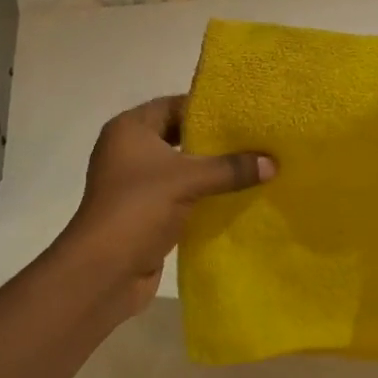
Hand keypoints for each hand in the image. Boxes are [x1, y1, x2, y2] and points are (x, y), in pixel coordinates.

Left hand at [60, 95, 273, 314]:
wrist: (104, 272)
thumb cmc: (139, 209)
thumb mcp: (189, 180)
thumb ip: (231, 168)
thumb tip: (273, 163)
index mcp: (129, 130)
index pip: (173, 105)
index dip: (206, 108)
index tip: (243, 113)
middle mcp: (128, 150)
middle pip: (178, 136)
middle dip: (213, 141)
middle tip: (252, 139)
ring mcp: (135, 184)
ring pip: (180, 168)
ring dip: (210, 170)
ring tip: (252, 165)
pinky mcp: (144, 212)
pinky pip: (179, 194)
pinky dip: (202, 195)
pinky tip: (234, 196)